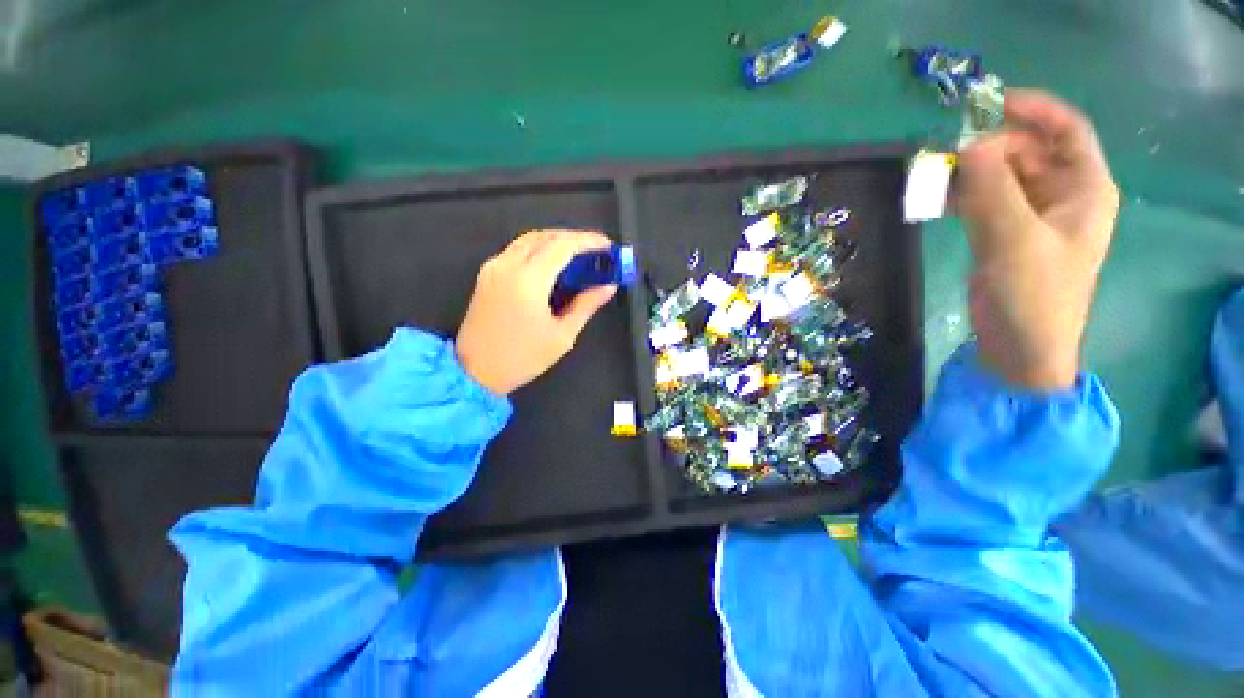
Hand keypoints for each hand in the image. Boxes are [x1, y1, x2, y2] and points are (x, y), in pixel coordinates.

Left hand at [456, 229, 616, 395]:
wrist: (474, 372)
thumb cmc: (523, 358)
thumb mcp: (562, 335)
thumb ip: (586, 305)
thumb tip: (608, 286)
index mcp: (528, 280)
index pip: (563, 246)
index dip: (588, 241)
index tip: (608, 247)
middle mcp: (508, 265)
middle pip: (545, 236)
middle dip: (574, 239)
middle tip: (596, 252)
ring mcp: (494, 267)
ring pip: (529, 240)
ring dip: (556, 241)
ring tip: (579, 257)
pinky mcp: (487, 274)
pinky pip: (517, 250)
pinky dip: (539, 249)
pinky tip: (553, 265)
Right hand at [957, 89, 1119, 389]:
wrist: (1021, 348)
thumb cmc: (1034, 296)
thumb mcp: (1015, 239)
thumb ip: (992, 190)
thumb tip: (968, 145)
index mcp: (1084, 190)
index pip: (1067, 131)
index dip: (1035, 110)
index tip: (990, 103)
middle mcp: (1062, 197)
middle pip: (1029, 152)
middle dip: (991, 147)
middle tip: (948, 154)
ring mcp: (1033, 218)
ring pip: (1003, 178)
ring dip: (971, 173)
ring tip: (935, 177)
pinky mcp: (1006, 237)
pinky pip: (986, 202)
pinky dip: (963, 196)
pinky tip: (938, 201)